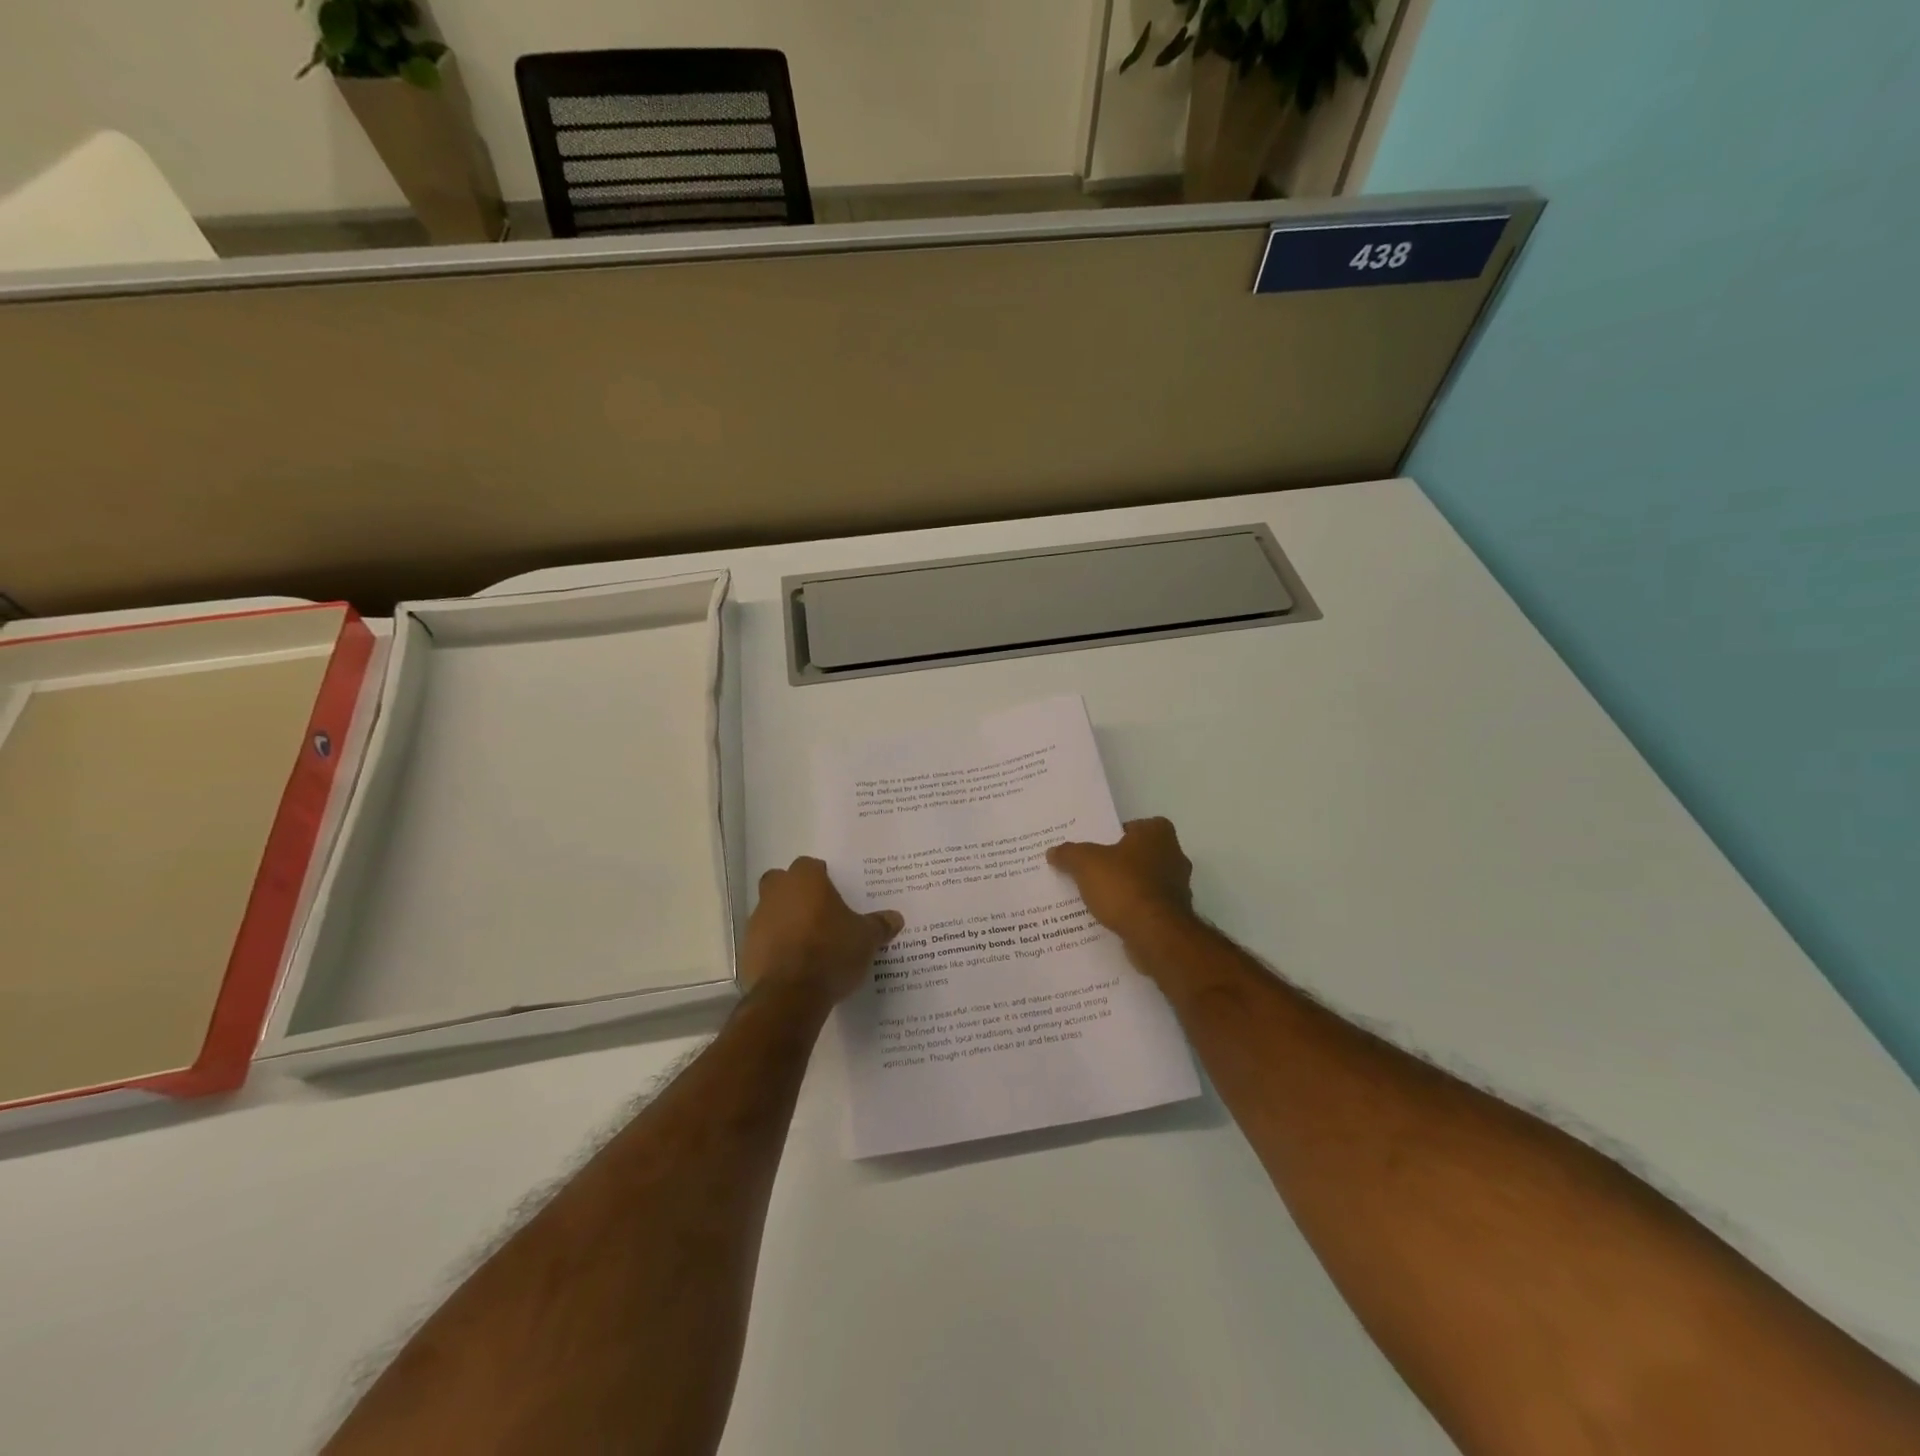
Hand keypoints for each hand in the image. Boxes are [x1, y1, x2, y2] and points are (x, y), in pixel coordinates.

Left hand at [739, 857, 901, 1006]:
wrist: (790, 995)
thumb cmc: (831, 952)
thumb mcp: (866, 939)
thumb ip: (879, 925)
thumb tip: (896, 918)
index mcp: (805, 880)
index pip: (810, 865)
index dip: (822, 878)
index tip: (834, 895)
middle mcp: (777, 892)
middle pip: (782, 882)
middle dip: (796, 893)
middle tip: (818, 913)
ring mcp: (757, 920)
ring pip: (770, 910)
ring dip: (784, 920)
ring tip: (808, 943)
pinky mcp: (747, 949)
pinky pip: (763, 940)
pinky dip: (775, 947)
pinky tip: (794, 965)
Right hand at [1047, 817, 1197, 944]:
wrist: (1155, 935)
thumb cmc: (1124, 886)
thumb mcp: (1085, 863)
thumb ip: (1069, 854)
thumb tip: (1053, 851)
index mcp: (1158, 834)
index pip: (1133, 826)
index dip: (1113, 835)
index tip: (1093, 847)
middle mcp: (1174, 856)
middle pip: (1137, 855)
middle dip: (1116, 863)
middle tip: (1089, 870)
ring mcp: (1177, 888)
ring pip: (1142, 882)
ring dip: (1124, 889)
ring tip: (1094, 897)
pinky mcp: (1174, 916)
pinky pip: (1145, 907)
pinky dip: (1130, 910)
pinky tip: (1109, 918)